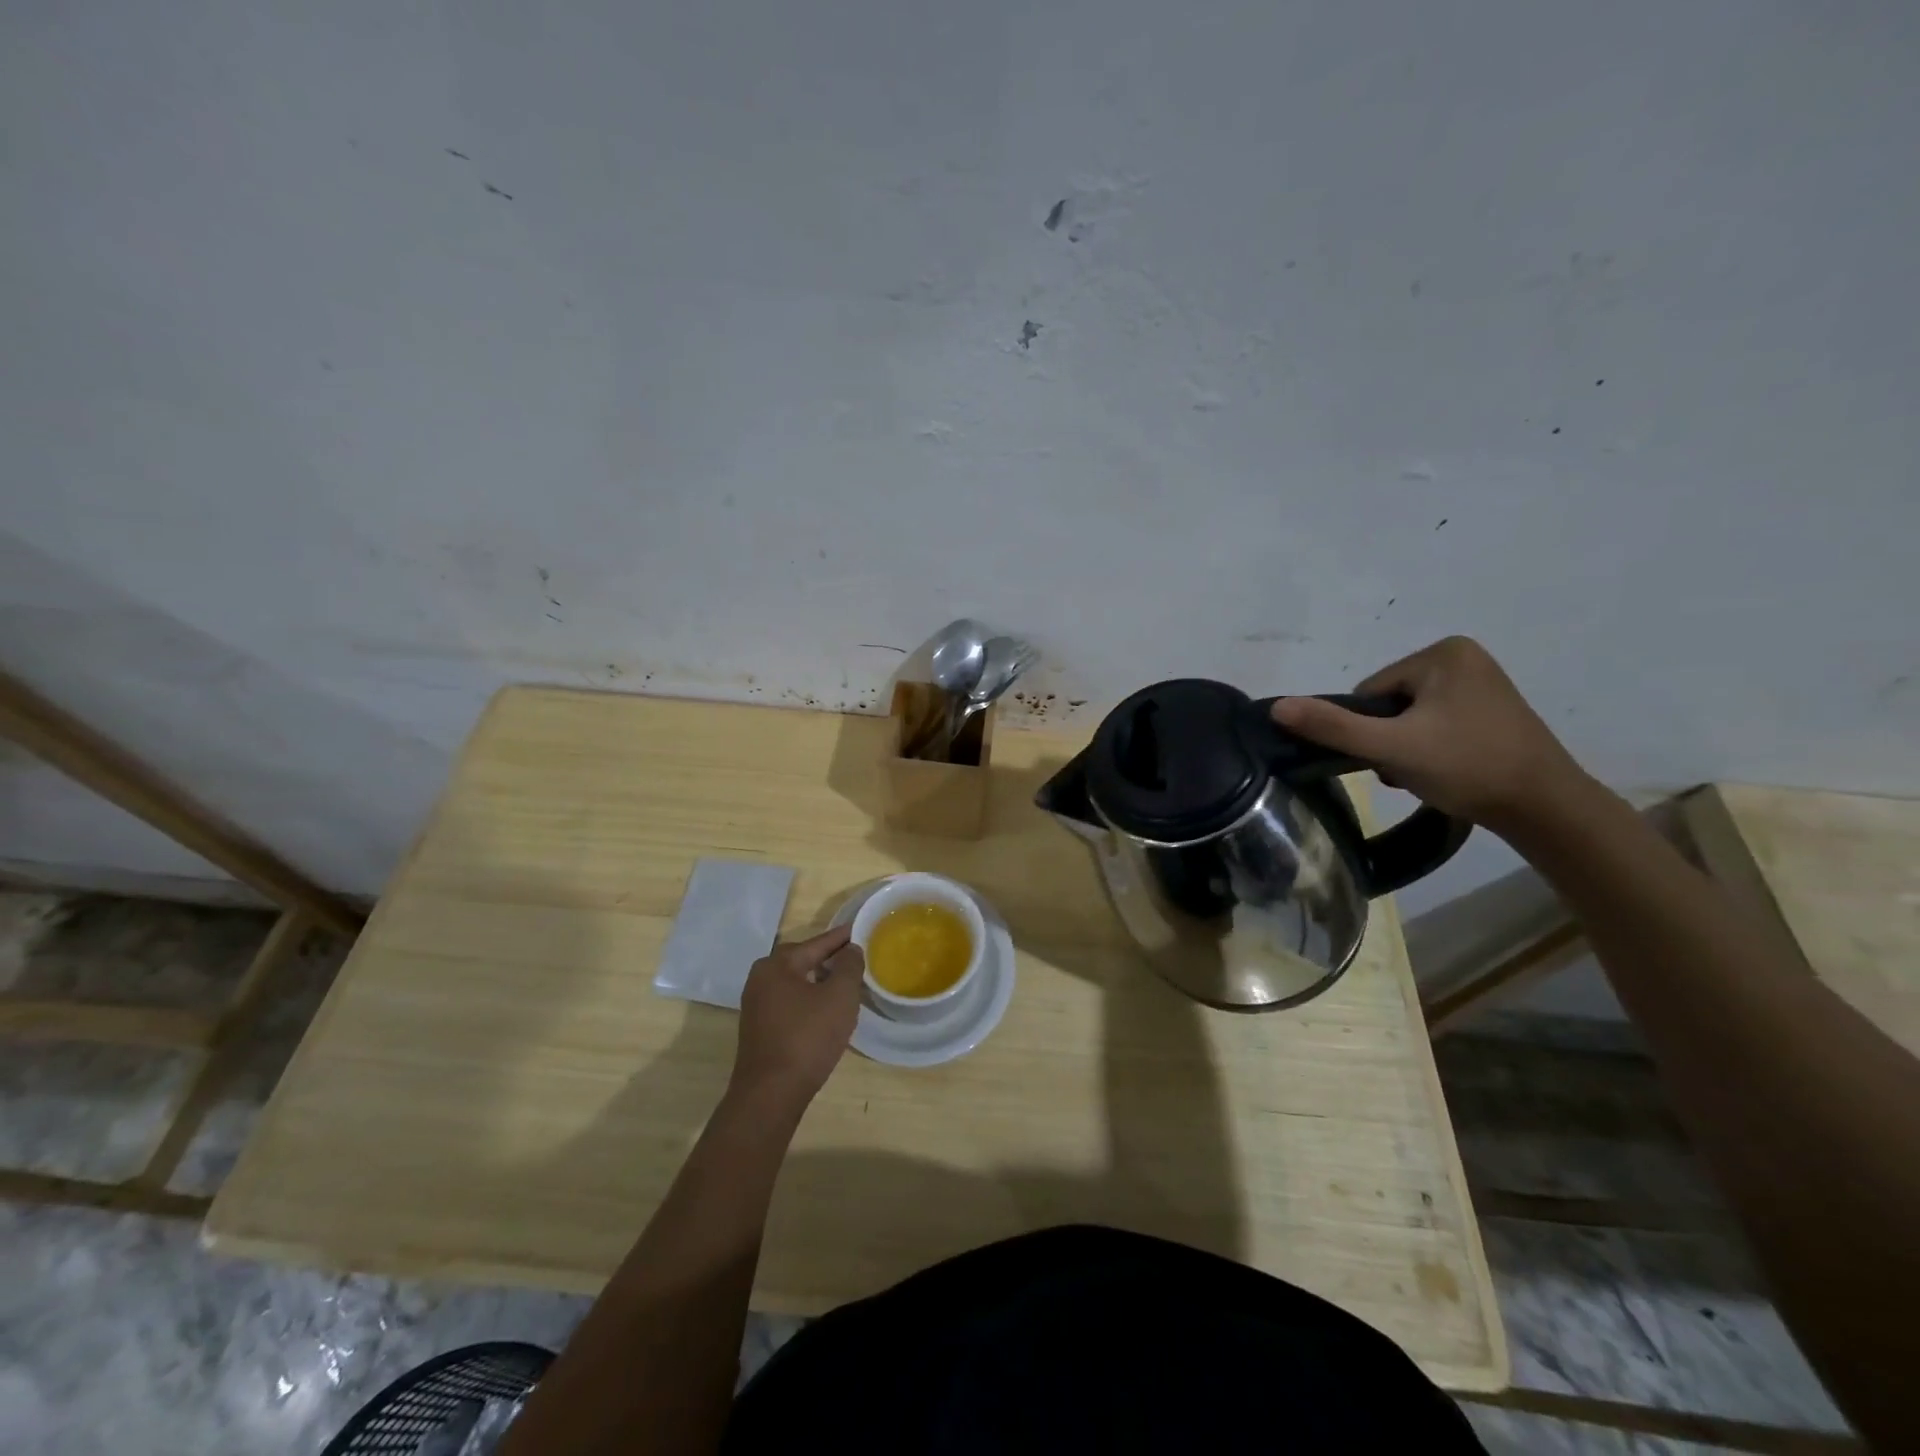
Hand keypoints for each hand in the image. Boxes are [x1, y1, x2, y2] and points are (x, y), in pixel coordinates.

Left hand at [730, 924, 865, 1108]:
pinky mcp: (759, 1029)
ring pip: (796, 983)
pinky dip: (809, 1000)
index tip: (861, 929)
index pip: (817, 943)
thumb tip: (851, 949)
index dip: (842, 937)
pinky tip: (826, 1011)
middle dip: (830, 959)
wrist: (771, 1094)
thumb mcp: (839, 996)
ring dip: (820, 981)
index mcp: (777, 964)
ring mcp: (756, 1005)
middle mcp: (761, 979)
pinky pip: (789, 1002)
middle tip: (856, 958)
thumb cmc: (807, 1037)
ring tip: (846, 984)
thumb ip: (849, 966)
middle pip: (803, 960)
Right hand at [1272, 636, 1588, 833]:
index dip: (1370, 730)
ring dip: (1406, 746)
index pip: (1371, 692)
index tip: (1395, 757)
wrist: (1545, 808)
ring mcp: (1482, 682)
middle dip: (1389, 739)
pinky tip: (1446, 769)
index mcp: (1442, 653)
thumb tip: (1277, 707)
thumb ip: (1333, 726)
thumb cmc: (1467, 767)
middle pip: (1389, 703)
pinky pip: (1436, 722)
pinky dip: (1430, 747)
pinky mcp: (1492, 708)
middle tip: (1411, 769)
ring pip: (1410, 716)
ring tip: (1430, 773)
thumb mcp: (1391, 747)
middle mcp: (1463, 656)